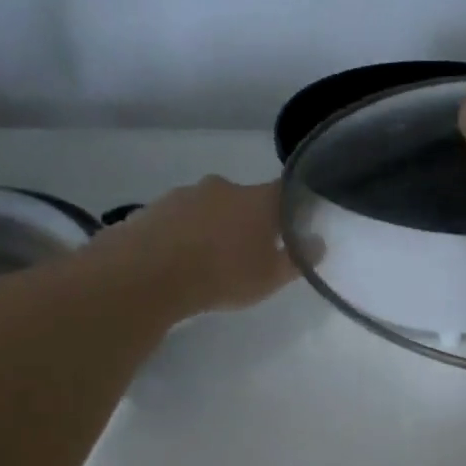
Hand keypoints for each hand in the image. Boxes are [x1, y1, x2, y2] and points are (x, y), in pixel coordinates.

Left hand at [100, 176, 297, 315]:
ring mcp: (184, 194)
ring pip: (209, 208)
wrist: (147, 275)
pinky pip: (179, 219)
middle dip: (248, 221)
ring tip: (207, 261)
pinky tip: (178, 260)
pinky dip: (183, 234)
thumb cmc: (222, 275)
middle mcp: (223, 187)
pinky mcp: (153, 207)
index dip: (291, 205)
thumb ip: (298, 260)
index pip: (285, 191)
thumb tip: (318, 242)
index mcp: (257, 199)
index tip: (293, 224)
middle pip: (244, 199)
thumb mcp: (270, 278)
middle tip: (246, 252)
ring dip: (212, 227)